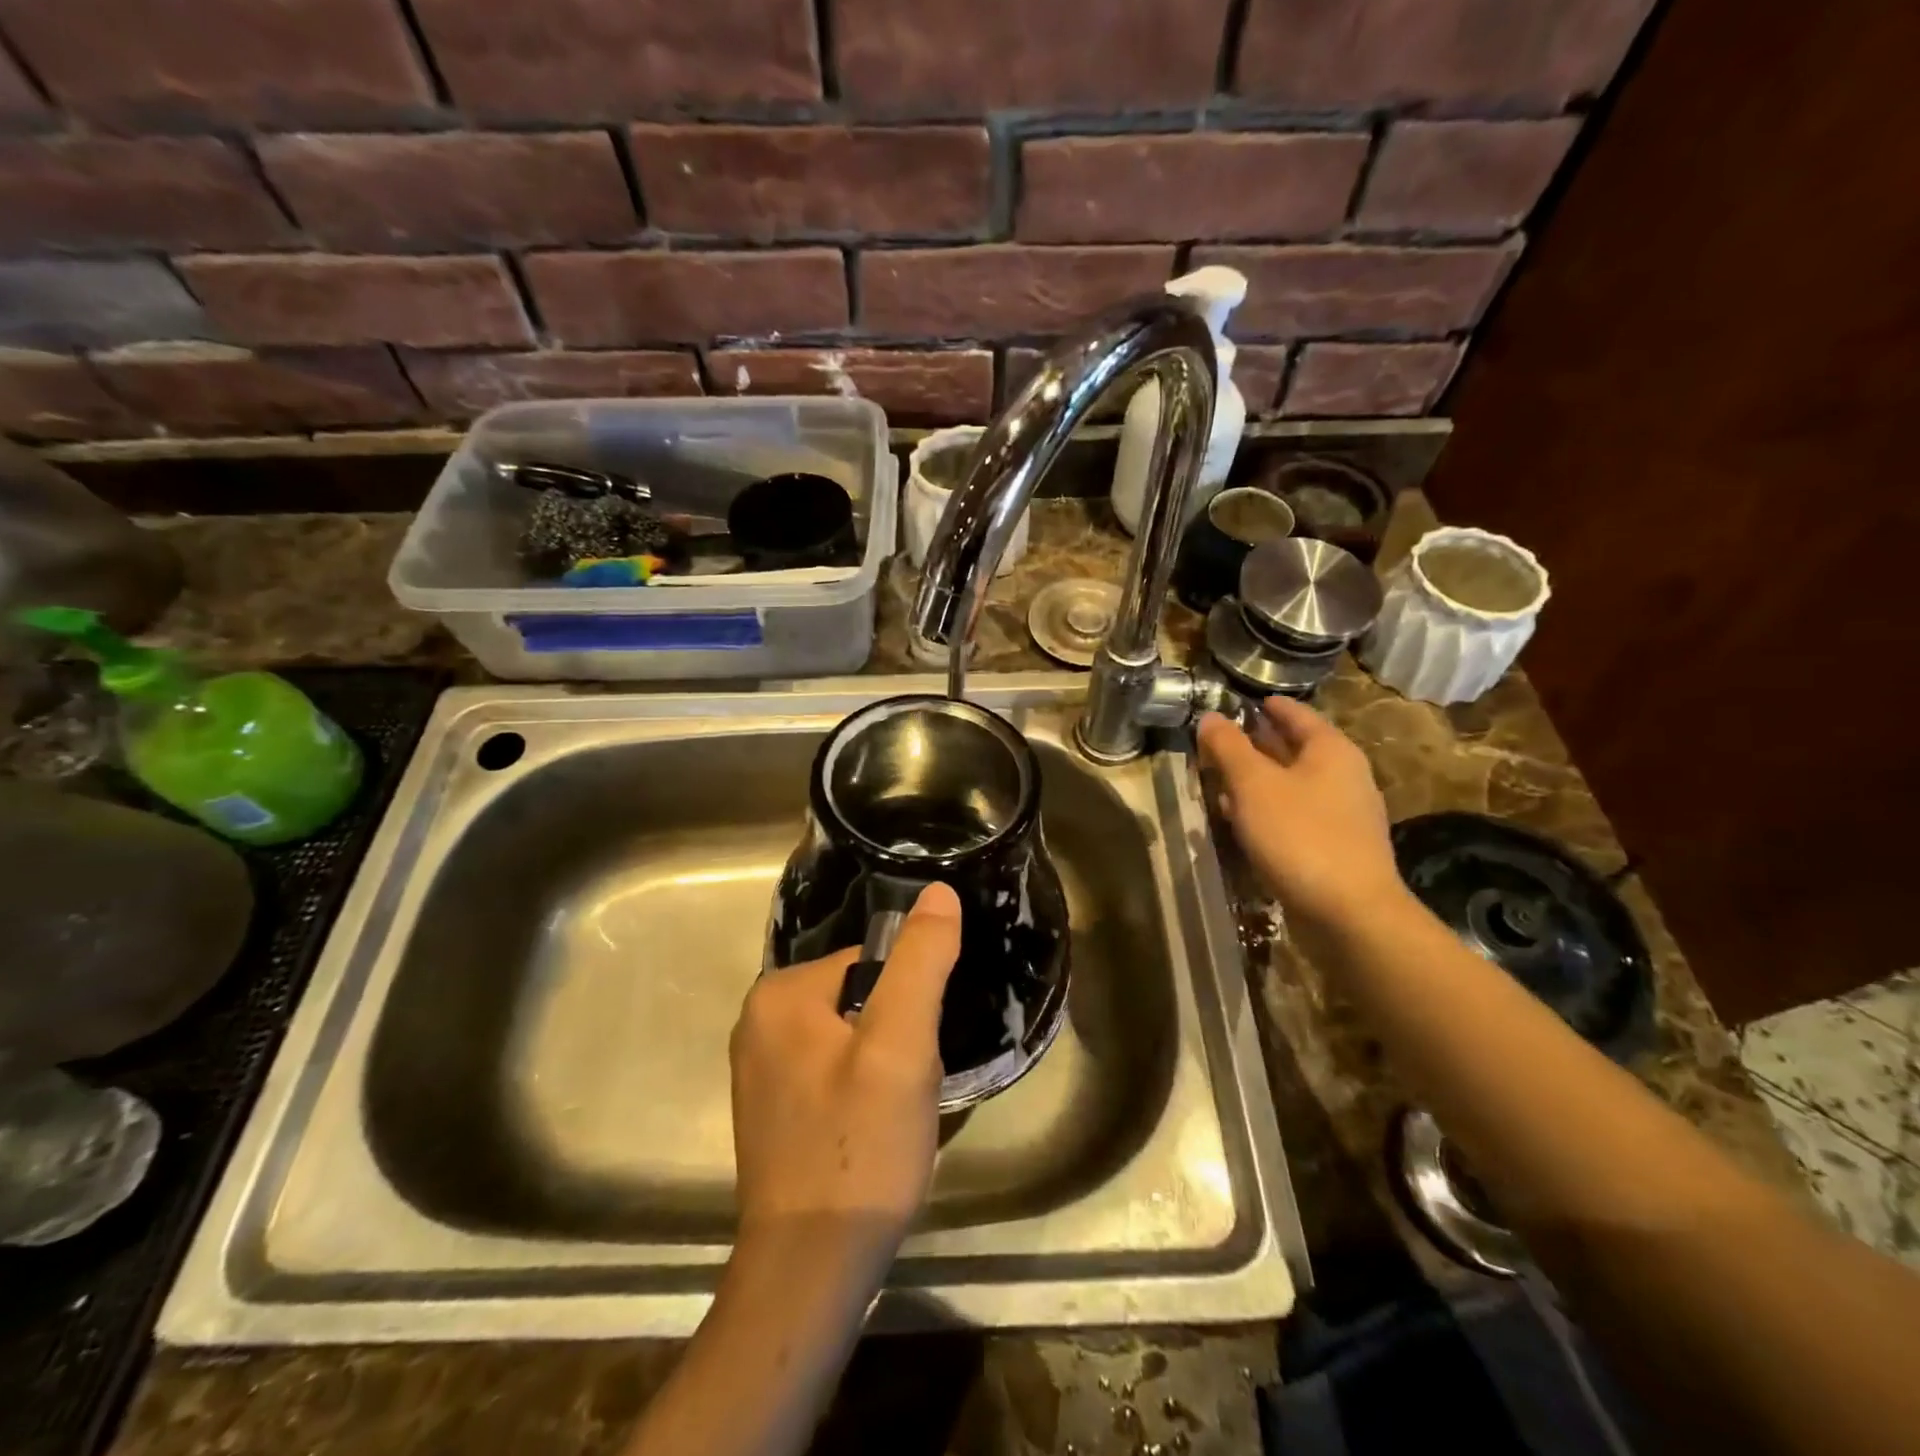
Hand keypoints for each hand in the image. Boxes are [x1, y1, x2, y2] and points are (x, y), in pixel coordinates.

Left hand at [729, 882, 961, 1272]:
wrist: (810, 1271)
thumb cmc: (859, 1147)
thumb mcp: (902, 1046)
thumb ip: (921, 961)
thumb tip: (937, 891)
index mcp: (778, 993)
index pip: (870, 965)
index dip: (907, 1006)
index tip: (915, 1055)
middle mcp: (757, 1021)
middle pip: (860, 999)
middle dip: (895, 1037)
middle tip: (905, 1090)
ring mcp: (759, 1068)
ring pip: (850, 1037)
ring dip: (883, 1067)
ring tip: (891, 1116)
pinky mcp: (772, 1107)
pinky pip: (832, 1070)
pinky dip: (860, 1091)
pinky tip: (869, 1132)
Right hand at [1197, 697, 1405, 932]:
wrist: (1350, 913)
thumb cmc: (1300, 835)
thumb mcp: (1253, 785)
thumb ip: (1228, 747)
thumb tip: (1210, 717)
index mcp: (1331, 751)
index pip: (1297, 715)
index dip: (1270, 706)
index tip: (1245, 700)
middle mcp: (1344, 776)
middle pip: (1296, 749)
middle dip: (1259, 743)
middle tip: (1223, 739)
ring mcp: (1343, 814)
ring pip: (1293, 785)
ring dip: (1259, 780)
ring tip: (1222, 779)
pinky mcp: (1335, 848)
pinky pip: (1296, 815)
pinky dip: (1268, 809)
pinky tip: (1242, 821)